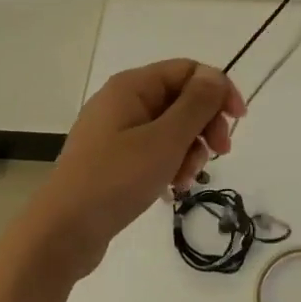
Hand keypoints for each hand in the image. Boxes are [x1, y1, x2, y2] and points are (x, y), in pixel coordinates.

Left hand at [16, 59, 245, 280]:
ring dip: (189, 151)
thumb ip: (195, 105)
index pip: (188, 70)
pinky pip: (154, 150)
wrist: (62, 232)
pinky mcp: (114, 159)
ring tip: (184, 180)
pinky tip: (171, 189)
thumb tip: (215, 76)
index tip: (238, 121)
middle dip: (205, 125)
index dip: (218, 90)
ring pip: (170, 128)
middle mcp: (123, 101)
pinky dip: (169, 164)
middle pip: (181, 98)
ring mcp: (116, 131)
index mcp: (132, 86)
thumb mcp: (164, 140)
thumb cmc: (115, 180)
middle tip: (218, 154)